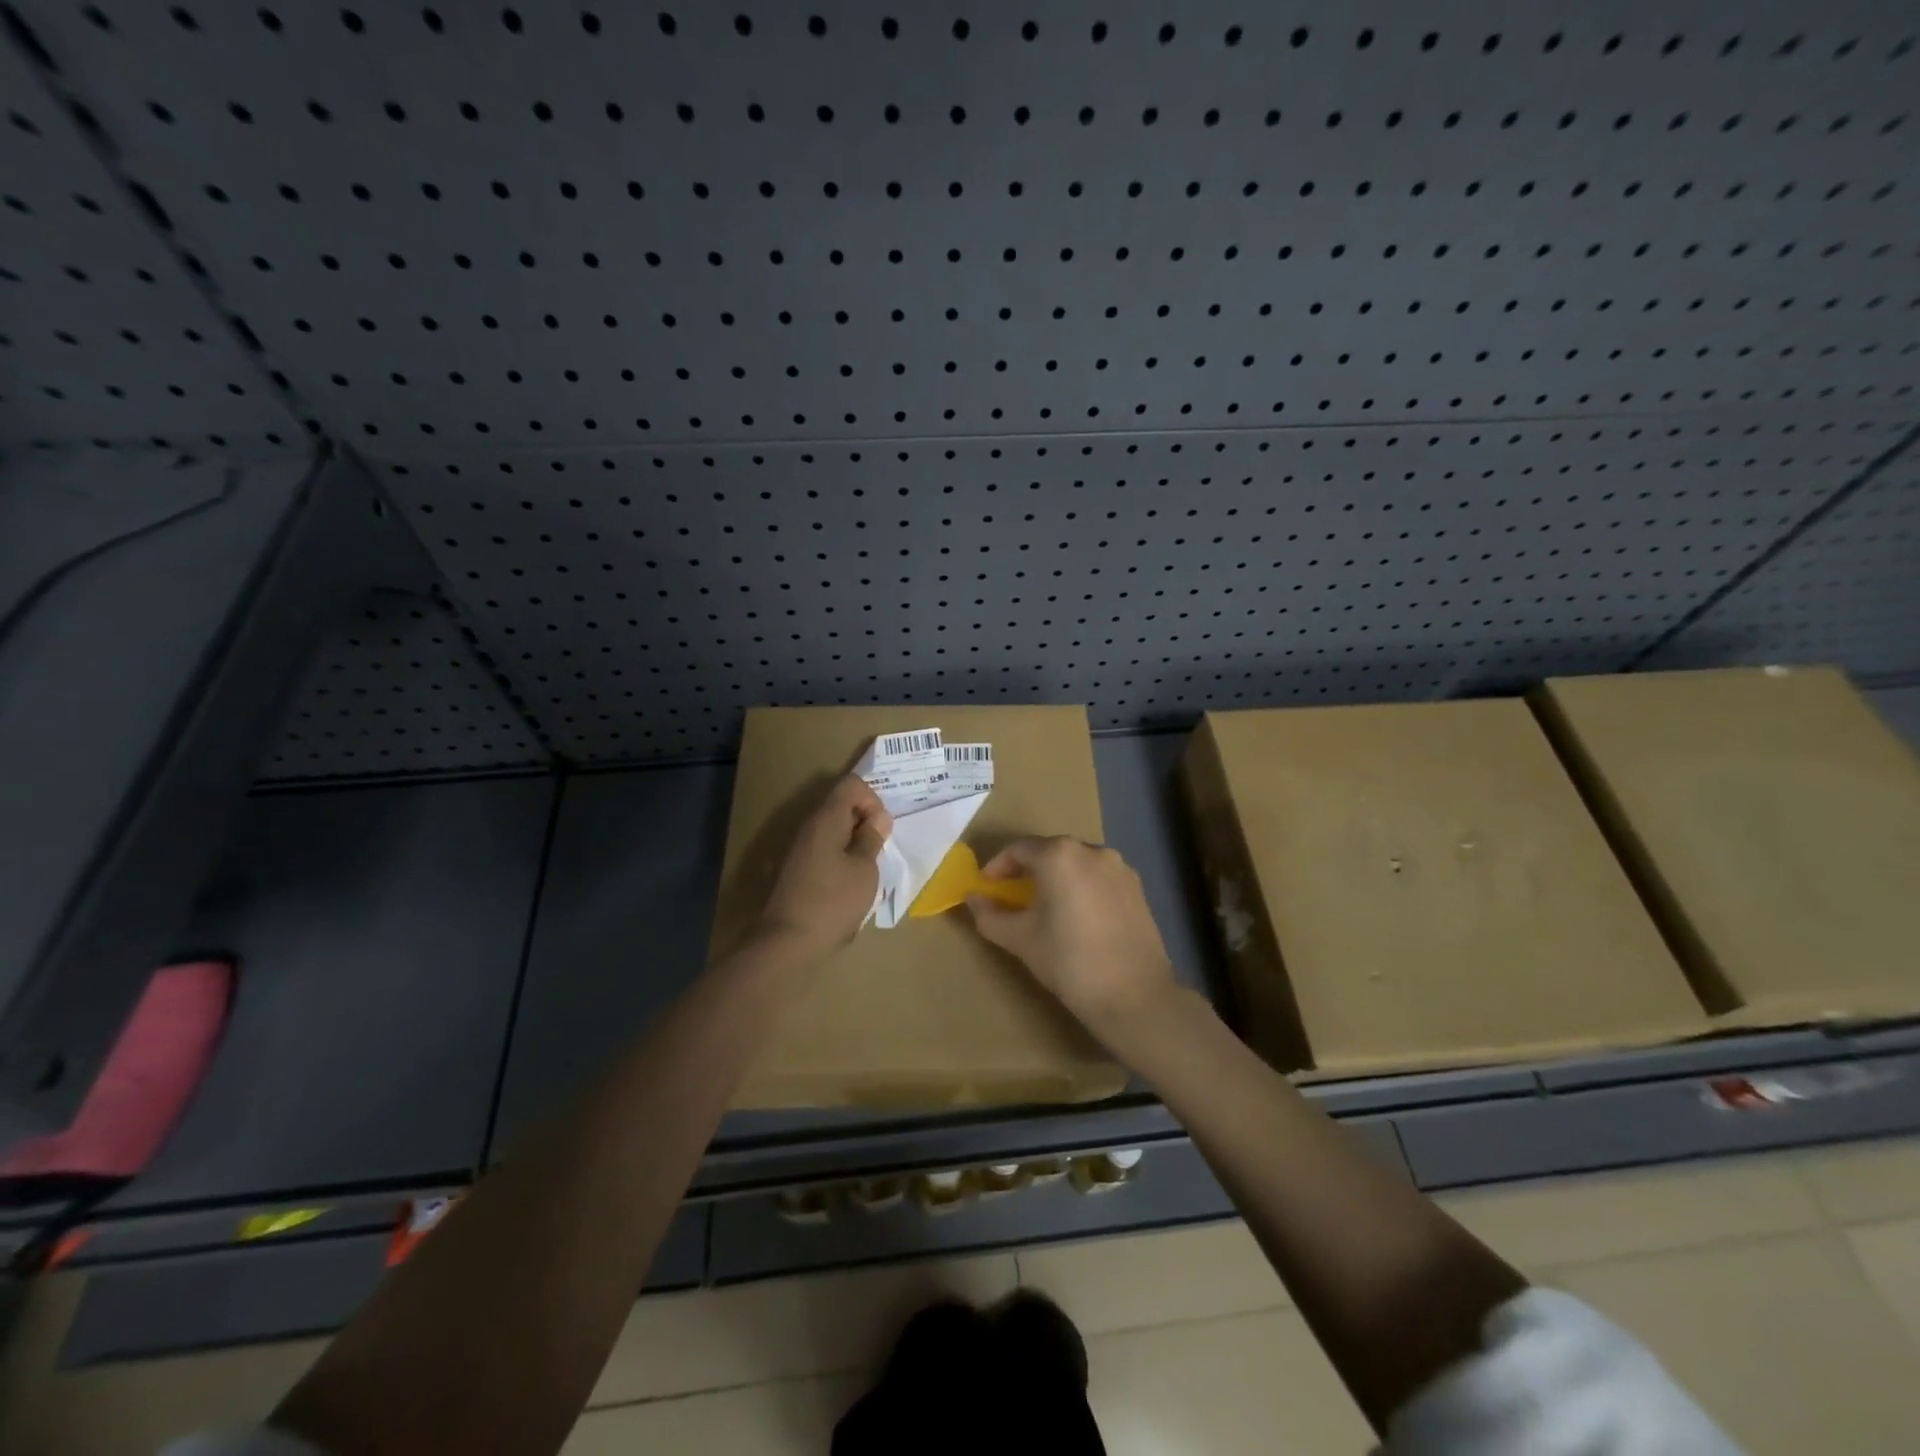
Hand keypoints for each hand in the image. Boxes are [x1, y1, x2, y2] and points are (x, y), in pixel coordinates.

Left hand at [755, 775, 891, 958]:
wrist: (787, 943)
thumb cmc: (833, 902)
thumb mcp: (864, 870)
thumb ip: (872, 839)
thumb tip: (878, 818)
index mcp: (825, 819)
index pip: (851, 784)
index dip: (873, 799)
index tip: (881, 829)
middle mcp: (808, 827)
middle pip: (840, 805)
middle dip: (864, 821)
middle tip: (879, 850)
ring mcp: (798, 849)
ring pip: (832, 829)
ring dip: (853, 842)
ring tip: (867, 870)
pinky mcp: (795, 870)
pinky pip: (823, 849)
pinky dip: (840, 858)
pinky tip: (848, 885)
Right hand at [967, 837, 1179, 1045]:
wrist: (1134, 995)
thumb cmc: (1068, 961)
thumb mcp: (1020, 939)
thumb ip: (989, 915)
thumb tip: (972, 899)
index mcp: (1059, 855)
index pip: (1018, 849)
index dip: (997, 866)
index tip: (986, 887)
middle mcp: (1091, 850)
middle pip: (1050, 851)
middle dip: (1027, 870)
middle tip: (1011, 895)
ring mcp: (1119, 868)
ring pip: (1077, 863)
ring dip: (1056, 877)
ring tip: (1045, 906)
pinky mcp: (1137, 888)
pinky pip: (1099, 878)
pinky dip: (1082, 887)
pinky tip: (1077, 916)